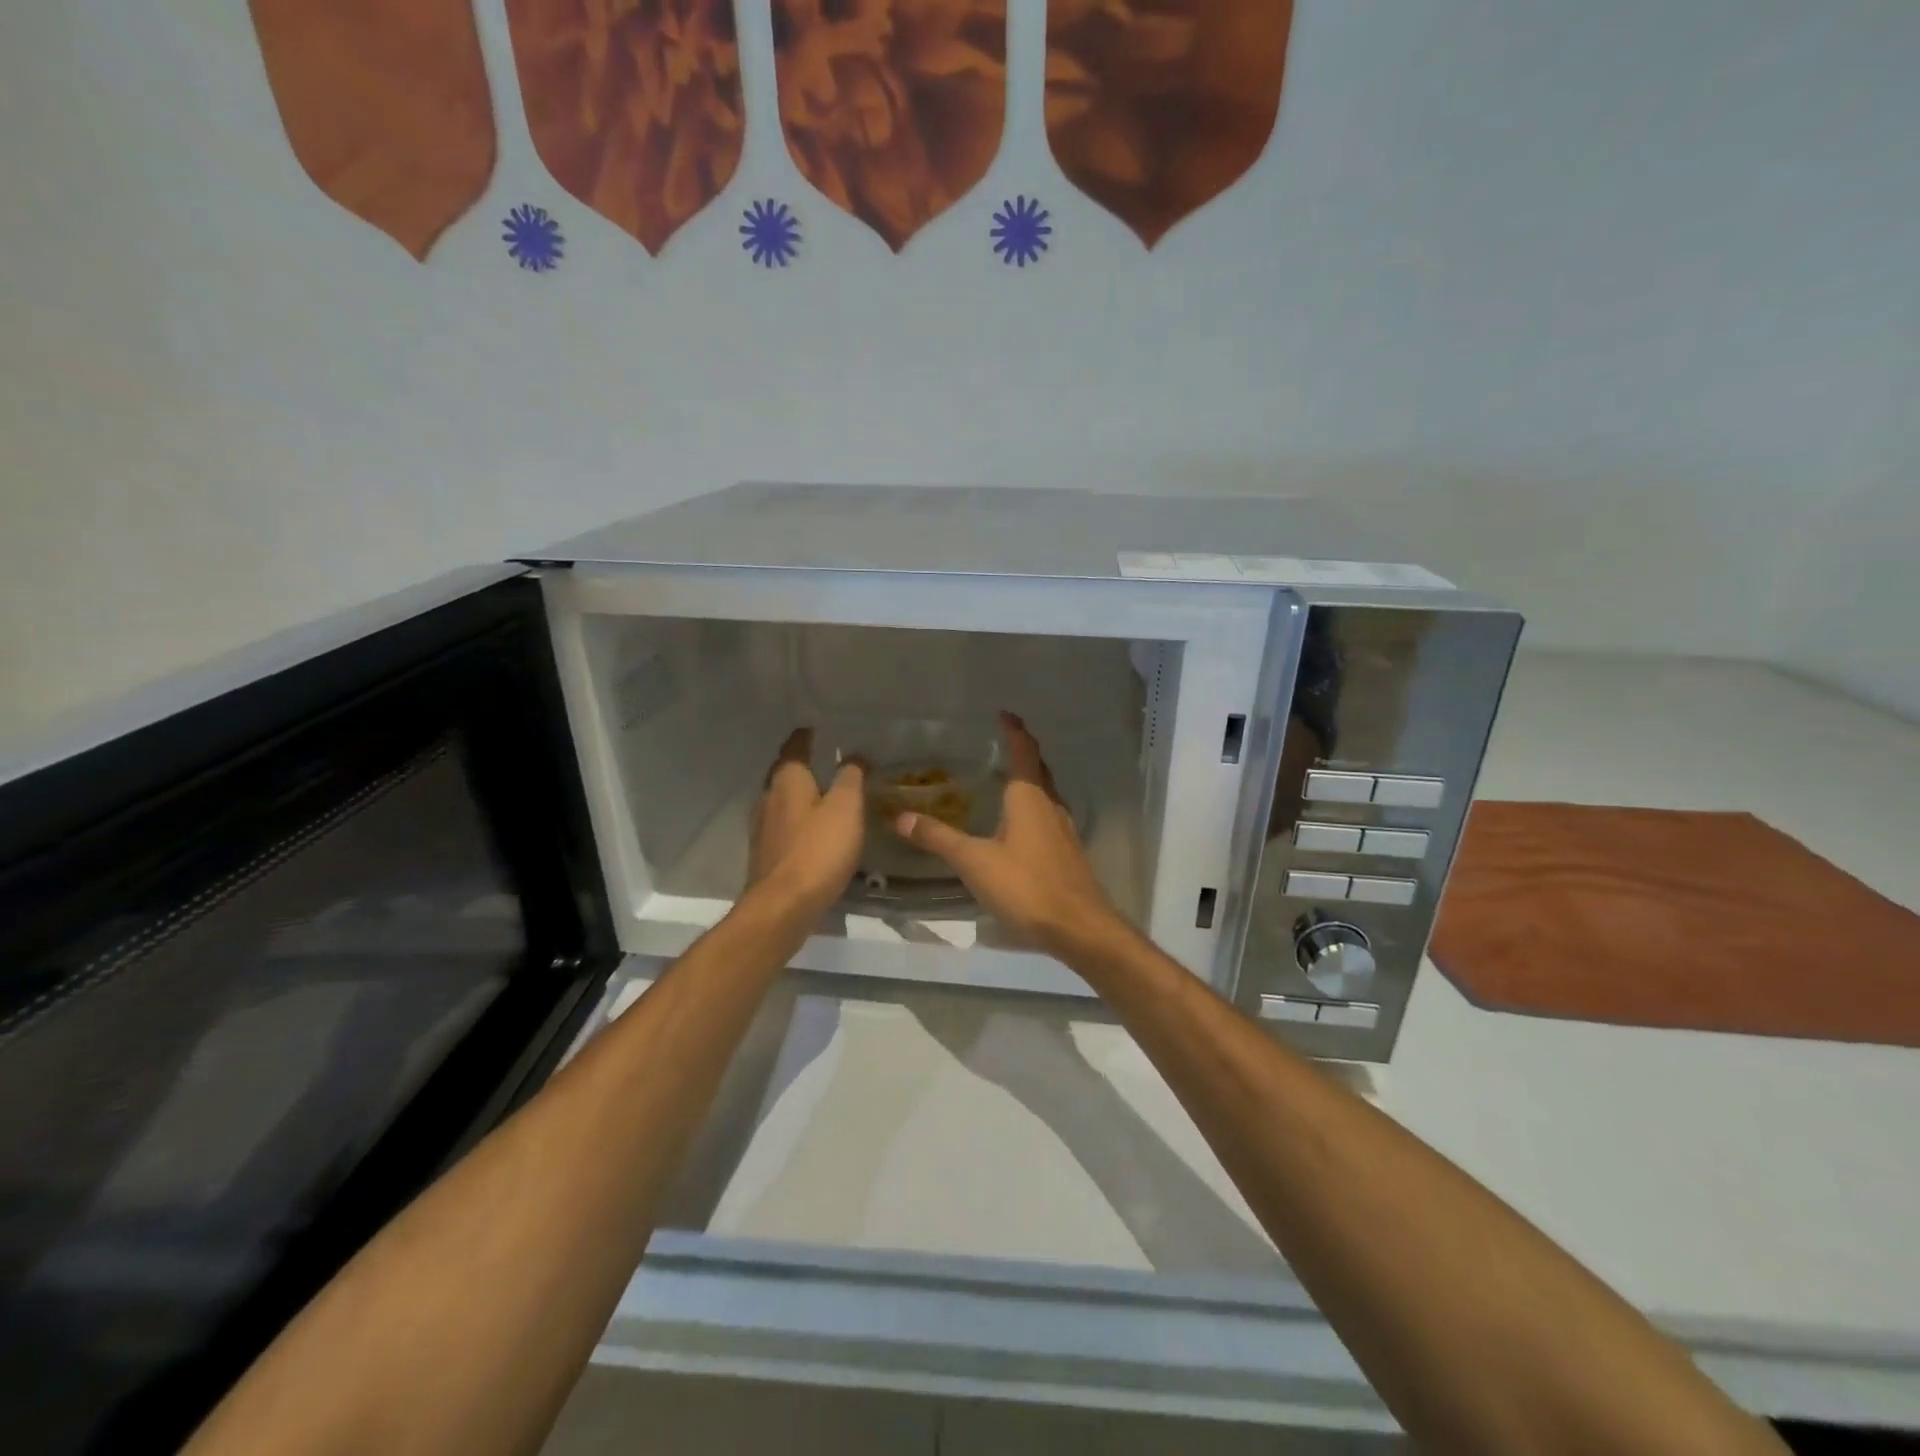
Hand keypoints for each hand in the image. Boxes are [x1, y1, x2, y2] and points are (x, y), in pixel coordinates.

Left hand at [747, 728, 865, 915]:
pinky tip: (813, 830)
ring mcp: (763, 828)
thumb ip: (850, 777)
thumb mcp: (846, 808)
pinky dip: (798, 820)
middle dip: (801, 765)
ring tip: (823, 794)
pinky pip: (783, 826)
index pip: (794, 748)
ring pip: (782, 800)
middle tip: (823, 759)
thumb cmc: (818, 850)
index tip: (814, 728)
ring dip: (800, 794)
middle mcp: (769, 798)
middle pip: (784, 773)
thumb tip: (853, 755)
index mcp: (787, 780)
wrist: (783, 906)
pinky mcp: (766, 854)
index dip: (805, 737)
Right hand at [891, 712, 1125, 959]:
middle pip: (1038, 769)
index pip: (1024, 752)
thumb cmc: (1027, 886)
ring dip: (1028, 780)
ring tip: (1003, 779)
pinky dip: (1031, 807)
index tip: (1004, 714)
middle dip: (1022, 752)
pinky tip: (1017, 826)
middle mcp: (1050, 805)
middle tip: (1000, 742)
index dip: (1014, 730)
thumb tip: (901, 816)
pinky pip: (1047, 816)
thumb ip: (939, 838)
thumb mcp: (975, 862)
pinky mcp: (1067, 852)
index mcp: (1029, 798)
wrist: (1079, 927)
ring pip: (1044, 794)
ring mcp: (1063, 830)